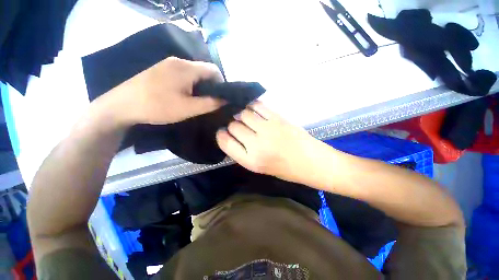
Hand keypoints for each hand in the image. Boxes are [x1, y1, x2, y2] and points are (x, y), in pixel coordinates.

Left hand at [107, 57, 224, 124]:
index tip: (221, 97)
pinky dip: (190, 84)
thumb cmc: (157, 106)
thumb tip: (225, 99)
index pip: (213, 69)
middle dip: (211, 85)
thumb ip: (210, 103)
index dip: (222, 83)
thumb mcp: (189, 108)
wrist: (121, 106)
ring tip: (198, 100)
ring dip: (200, 85)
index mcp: (186, 68)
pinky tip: (184, 95)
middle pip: (203, 70)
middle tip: (210, 101)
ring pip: (193, 73)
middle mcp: (178, 61)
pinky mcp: (161, 70)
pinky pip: (183, 74)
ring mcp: (167, 64)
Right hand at [216, 101, 324, 182]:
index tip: (223, 132)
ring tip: (248, 119)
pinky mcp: (278, 118)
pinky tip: (255, 111)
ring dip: (243, 115)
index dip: (221, 135)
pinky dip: (253, 107)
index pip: (225, 142)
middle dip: (233, 125)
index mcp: (250, 161)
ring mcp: (268, 129)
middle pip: (233, 125)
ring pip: (244, 113)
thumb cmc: (285, 169)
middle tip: (240, 127)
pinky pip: (258, 106)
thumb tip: (231, 135)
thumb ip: (242, 152)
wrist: (311, 161)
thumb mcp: (258, 168)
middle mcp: (256, 144)